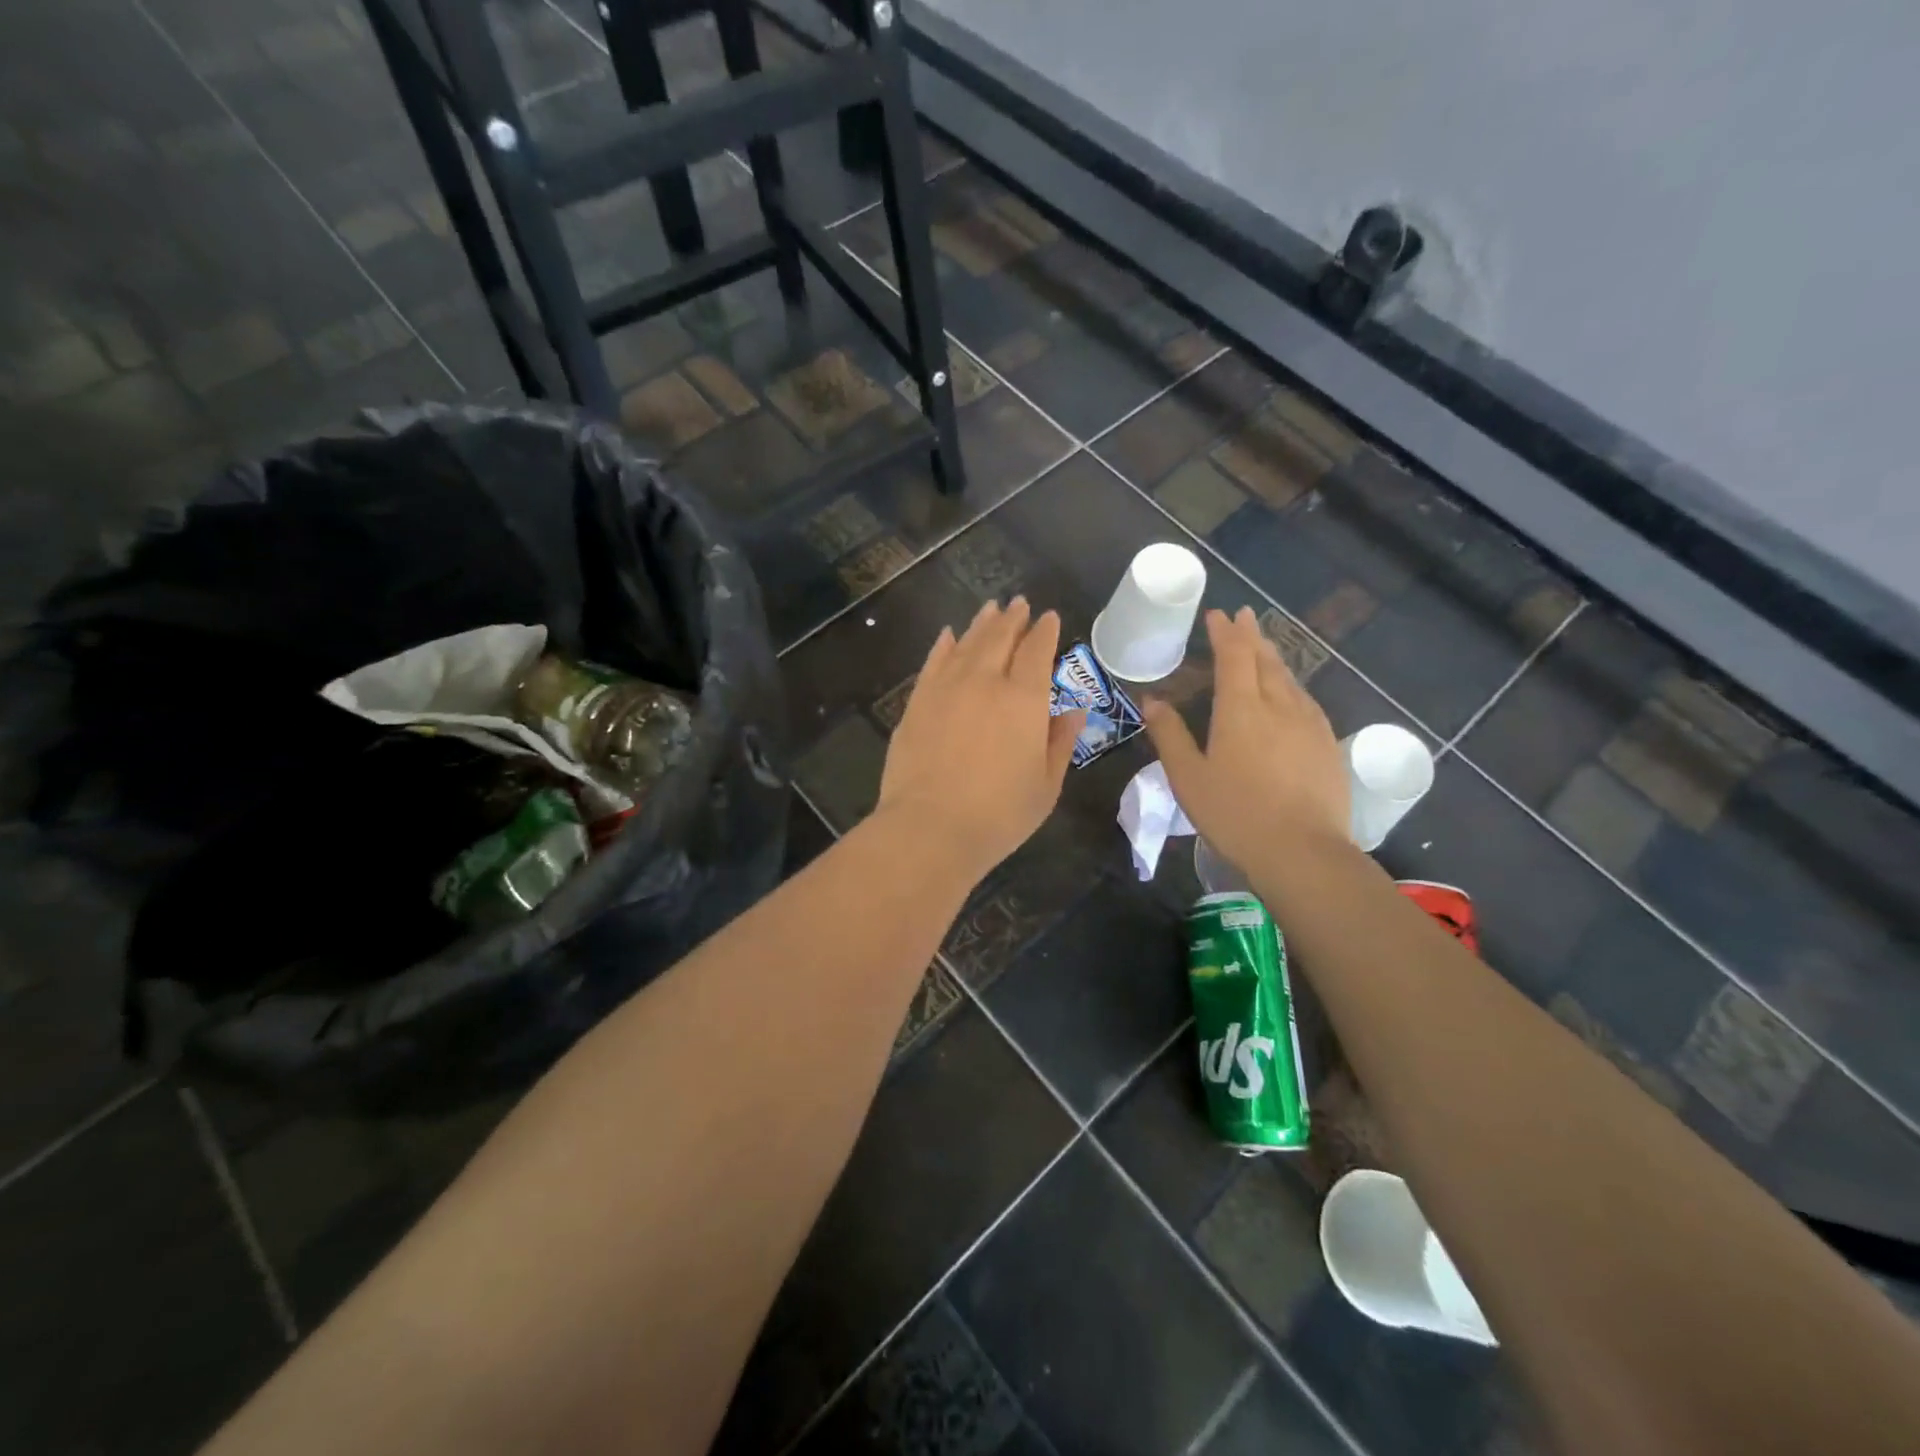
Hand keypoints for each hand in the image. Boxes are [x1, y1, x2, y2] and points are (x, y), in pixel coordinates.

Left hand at [876, 598, 1083, 884]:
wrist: (930, 828)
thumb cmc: (999, 814)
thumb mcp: (1046, 785)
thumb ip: (1060, 742)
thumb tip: (1073, 710)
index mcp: (1024, 699)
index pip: (1037, 651)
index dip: (1045, 631)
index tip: (1049, 617)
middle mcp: (985, 681)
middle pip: (1000, 638)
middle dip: (1013, 619)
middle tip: (1019, 604)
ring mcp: (946, 688)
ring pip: (966, 643)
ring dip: (981, 624)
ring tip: (991, 609)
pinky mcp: (917, 702)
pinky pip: (933, 661)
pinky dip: (944, 644)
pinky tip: (948, 635)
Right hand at [1142, 607, 1347, 872]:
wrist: (1302, 852)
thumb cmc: (1235, 814)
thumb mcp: (1188, 777)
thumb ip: (1170, 735)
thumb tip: (1153, 700)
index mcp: (1241, 709)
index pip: (1234, 656)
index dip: (1225, 632)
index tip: (1218, 614)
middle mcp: (1279, 705)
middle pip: (1266, 660)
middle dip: (1252, 635)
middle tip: (1243, 616)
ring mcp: (1309, 724)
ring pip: (1290, 678)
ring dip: (1273, 657)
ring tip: (1264, 648)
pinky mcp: (1328, 745)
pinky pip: (1307, 701)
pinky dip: (1292, 686)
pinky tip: (1291, 695)